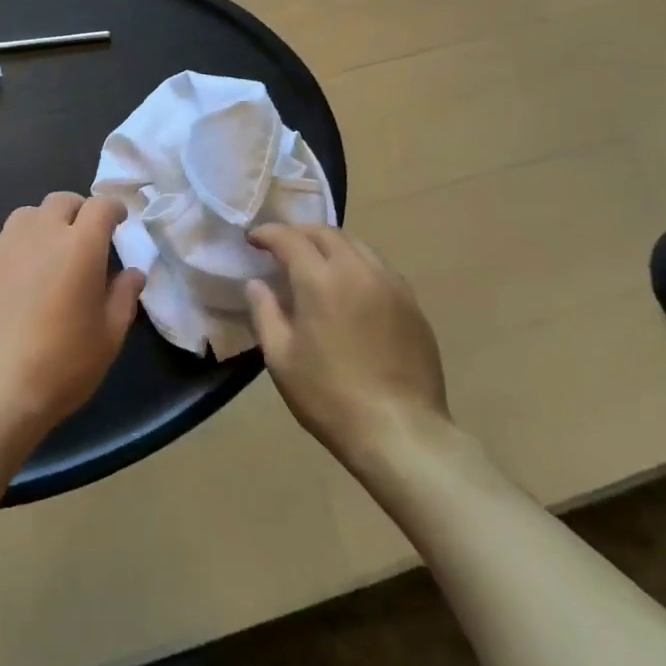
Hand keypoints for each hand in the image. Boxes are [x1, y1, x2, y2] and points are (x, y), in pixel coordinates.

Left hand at [0, 193, 144, 447]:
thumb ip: (124, 297)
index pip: (101, 205)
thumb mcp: (108, 337)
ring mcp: (1, 243)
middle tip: (81, 239)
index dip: (112, 210)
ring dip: (41, 227)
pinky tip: (8, 280)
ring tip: (43, 256)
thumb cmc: (60, 364)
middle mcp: (40, 232)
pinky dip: (9, 250)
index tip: (117, 223)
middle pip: (61, 201)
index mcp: (80, 245)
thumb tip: (133, 273)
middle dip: (76, 212)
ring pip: (26, 216)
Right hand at [245, 225, 450, 471]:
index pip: (290, 238)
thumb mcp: (281, 359)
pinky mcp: (412, 304)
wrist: (401, 432)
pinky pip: (379, 268)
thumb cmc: (330, 397)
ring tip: (316, 262)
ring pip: (357, 245)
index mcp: (320, 279)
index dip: (268, 234)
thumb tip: (256, 283)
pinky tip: (351, 287)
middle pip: (326, 233)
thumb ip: (264, 313)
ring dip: (330, 245)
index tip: (253, 239)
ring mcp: (390, 284)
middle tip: (282, 247)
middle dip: (300, 233)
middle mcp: (357, 270)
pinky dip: (357, 264)